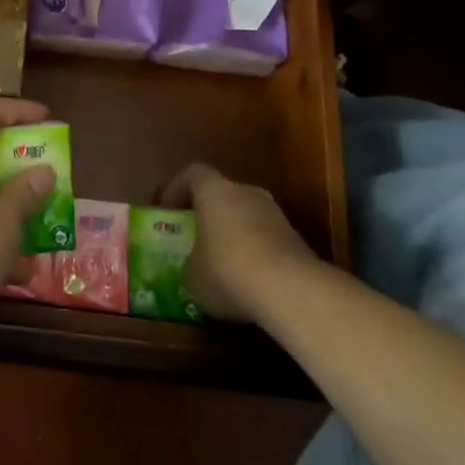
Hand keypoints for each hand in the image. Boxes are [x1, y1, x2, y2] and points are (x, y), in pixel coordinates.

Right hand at [161, 164, 317, 321]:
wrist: (292, 291)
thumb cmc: (228, 271)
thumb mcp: (192, 275)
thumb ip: (190, 263)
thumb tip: (194, 266)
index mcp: (215, 191)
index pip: (193, 173)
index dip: (177, 189)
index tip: (167, 211)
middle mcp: (246, 193)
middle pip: (223, 194)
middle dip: (208, 214)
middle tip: (194, 238)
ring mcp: (276, 215)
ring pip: (246, 217)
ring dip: (233, 235)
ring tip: (221, 264)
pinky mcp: (297, 240)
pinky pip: (266, 239)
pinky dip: (255, 254)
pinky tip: (248, 280)